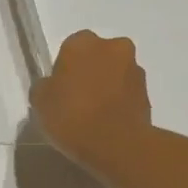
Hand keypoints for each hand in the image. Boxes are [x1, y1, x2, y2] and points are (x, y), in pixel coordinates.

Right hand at [30, 30, 152, 176]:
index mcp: (82, 42)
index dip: (63, 70)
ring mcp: (135, 68)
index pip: (69, 49)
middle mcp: (113, 46)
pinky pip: (126, 93)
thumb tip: (51, 85)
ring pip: (114, 73)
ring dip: (106, 86)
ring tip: (93, 115)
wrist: (116, 144)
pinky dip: (118, 102)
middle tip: (76, 100)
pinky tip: (107, 123)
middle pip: (96, 57)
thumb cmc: (71, 117)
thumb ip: (44, 86)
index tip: (59, 91)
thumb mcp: (40, 102)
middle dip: (88, 73)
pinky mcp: (148, 92)